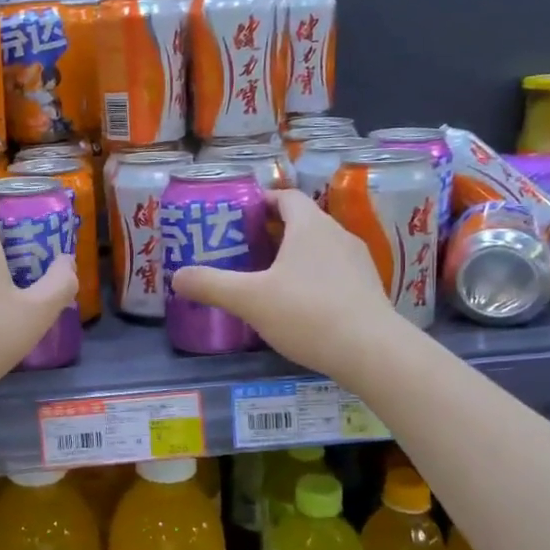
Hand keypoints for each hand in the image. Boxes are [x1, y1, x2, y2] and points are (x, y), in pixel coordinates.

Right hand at [171, 189, 402, 381]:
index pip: (285, 197)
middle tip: (244, 250)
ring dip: (295, 257)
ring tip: (268, 279)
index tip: (239, 217)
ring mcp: (358, 262)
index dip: (262, 202)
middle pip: (302, 222)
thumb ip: (211, 285)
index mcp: (310, 226)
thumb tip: (177, 276)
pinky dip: (314, 278)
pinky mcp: (369, 289)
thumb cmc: (307, 313)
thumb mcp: (249, 299)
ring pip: (320, 248)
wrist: (372, 352)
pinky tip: (299, 306)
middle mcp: (338, 235)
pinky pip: (334, 272)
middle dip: (273, 232)